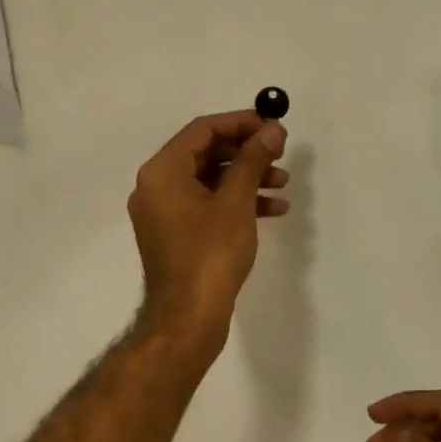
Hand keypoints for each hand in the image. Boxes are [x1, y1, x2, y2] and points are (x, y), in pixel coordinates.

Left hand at [128, 111, 288, 359]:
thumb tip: (273, 129)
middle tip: (280, 153)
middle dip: (247, 152)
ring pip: (209, 180)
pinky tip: (273, 209)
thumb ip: (253, 160)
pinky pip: (207, 204)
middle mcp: (156, 186)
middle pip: (205, 153)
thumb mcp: (236, 201)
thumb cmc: (210, 253)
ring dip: (247, 178)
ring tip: (283, 183)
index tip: (272, 127)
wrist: (188, 318)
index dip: (240, 123)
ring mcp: (164, 212)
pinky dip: (236, 202)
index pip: (202, 130)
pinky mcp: (176, 234)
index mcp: (163, 171)